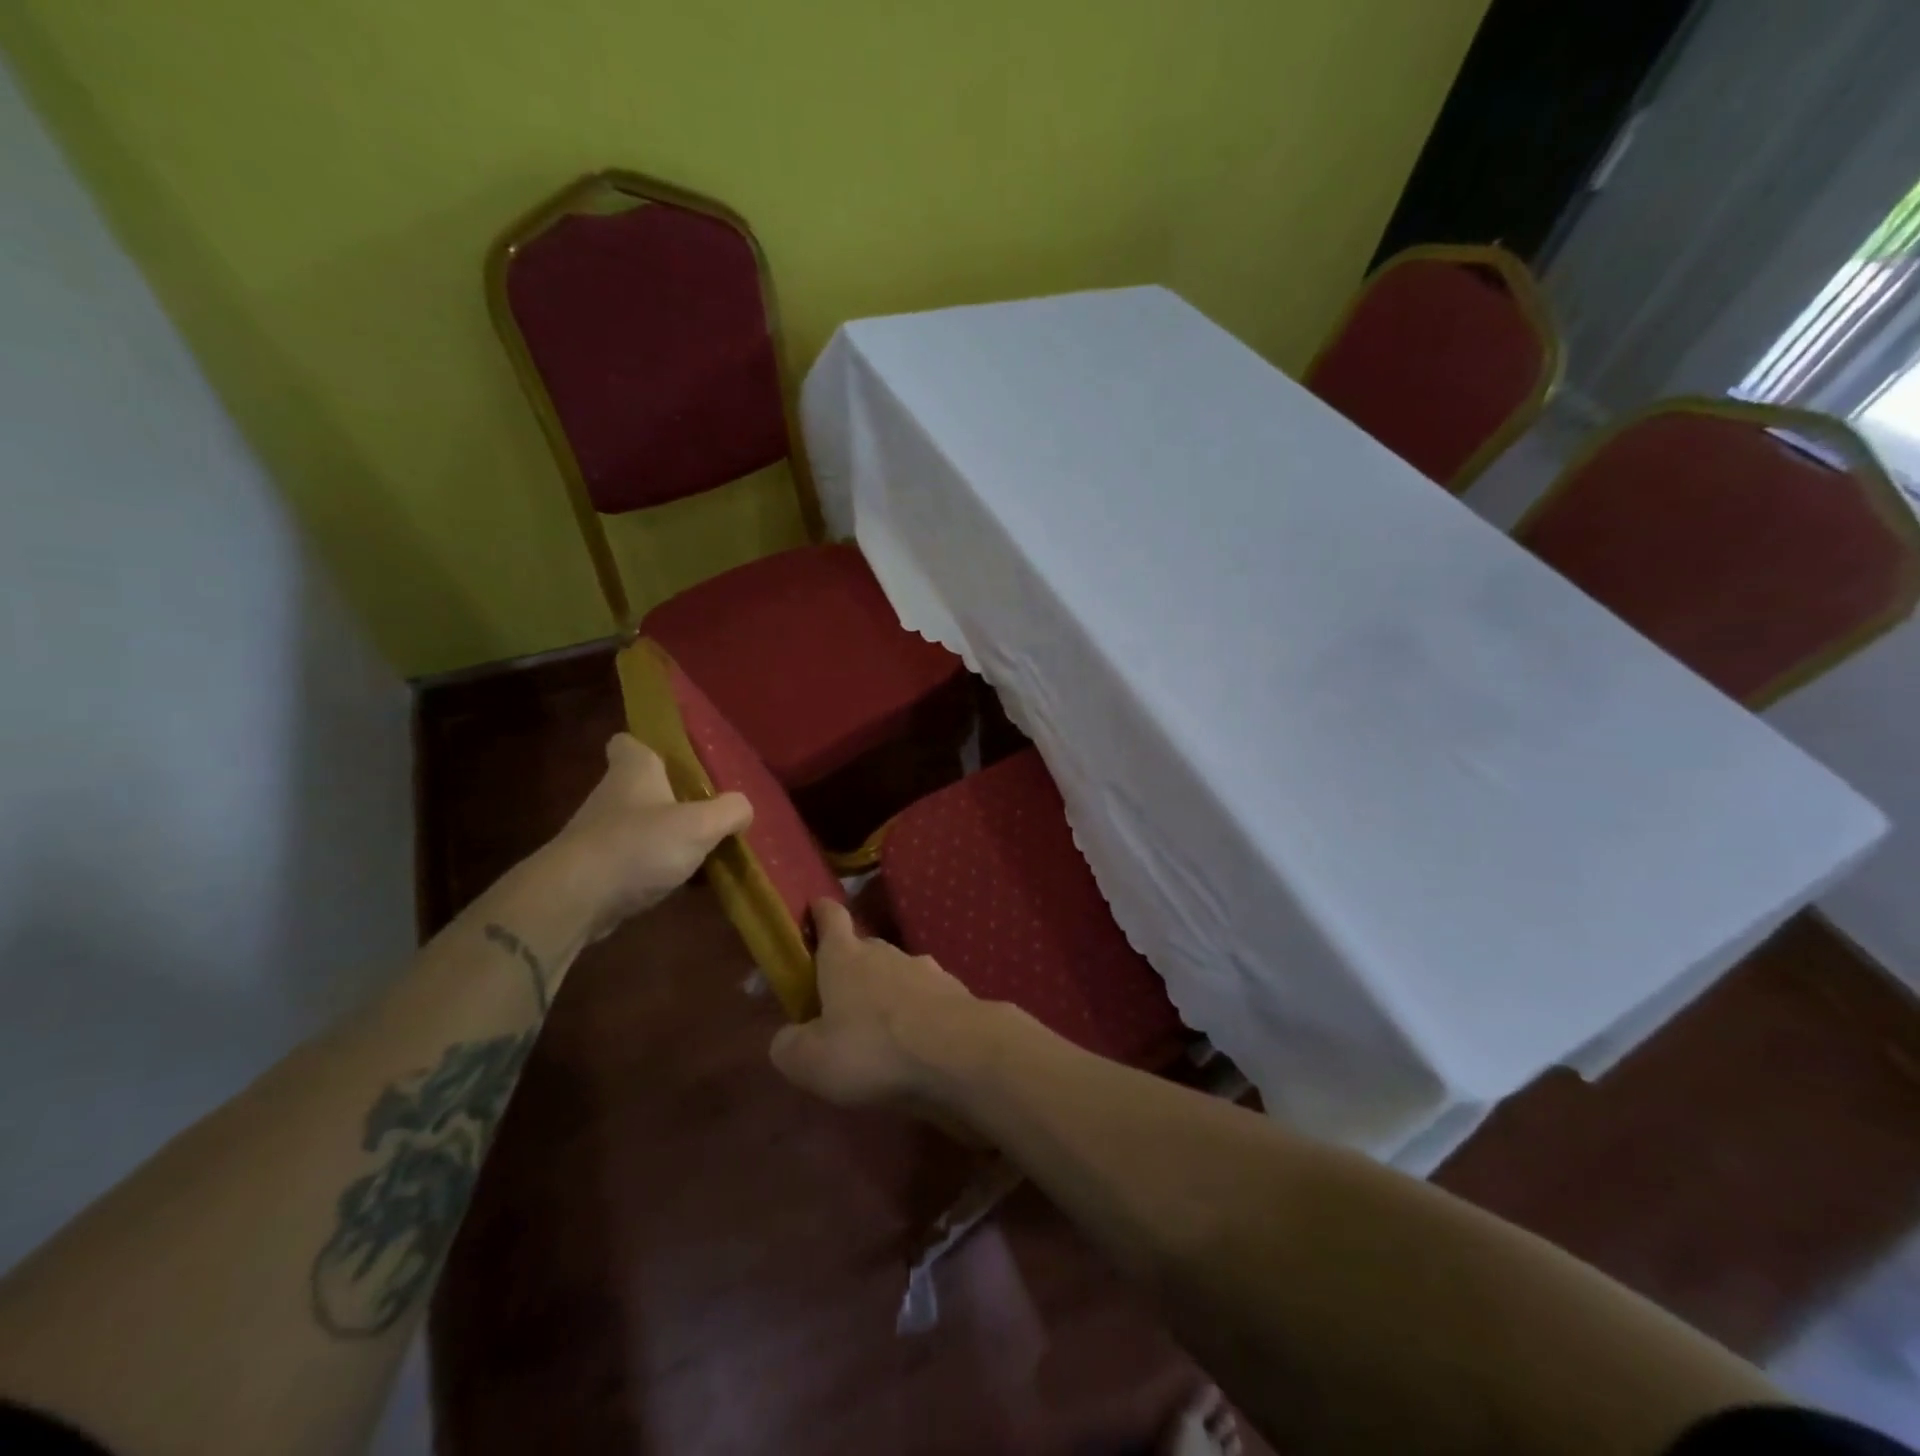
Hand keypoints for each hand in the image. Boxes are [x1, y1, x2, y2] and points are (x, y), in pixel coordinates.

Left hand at [546, 733, 751, 936]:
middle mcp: (612, 795)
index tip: (676, 761)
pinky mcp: (594, 869)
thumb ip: (730, 811)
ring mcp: (598, 833)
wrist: (574, 900)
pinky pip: (631, 860)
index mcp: (633, 770)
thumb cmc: (638, 846)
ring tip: (700, 852)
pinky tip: (678, 883)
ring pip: (638, 825)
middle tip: (706, 811)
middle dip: (670, 797)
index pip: (628, 742)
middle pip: (641, 786)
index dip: (649, 746)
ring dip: (664, 836)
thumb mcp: (700, 825)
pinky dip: (652, 868)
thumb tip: (743, 809)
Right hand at [768, 899, 982, 1107]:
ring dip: (889, 993)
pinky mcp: (956, 992)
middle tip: (841, 1001)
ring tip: (883, 1030)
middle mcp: (886, 953)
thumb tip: (787, 1037)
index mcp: (845, 958)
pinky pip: (929, 998)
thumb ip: (789, 1046)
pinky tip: (920, 1043)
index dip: (820, 911)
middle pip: (865, 949)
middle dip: (853, 968)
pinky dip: (920, 1014)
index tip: (815, 907)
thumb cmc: (872, 1050)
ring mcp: (926, 969)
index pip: (831, 917)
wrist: (959, 1053)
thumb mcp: (811, 1061)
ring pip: (899, 973)